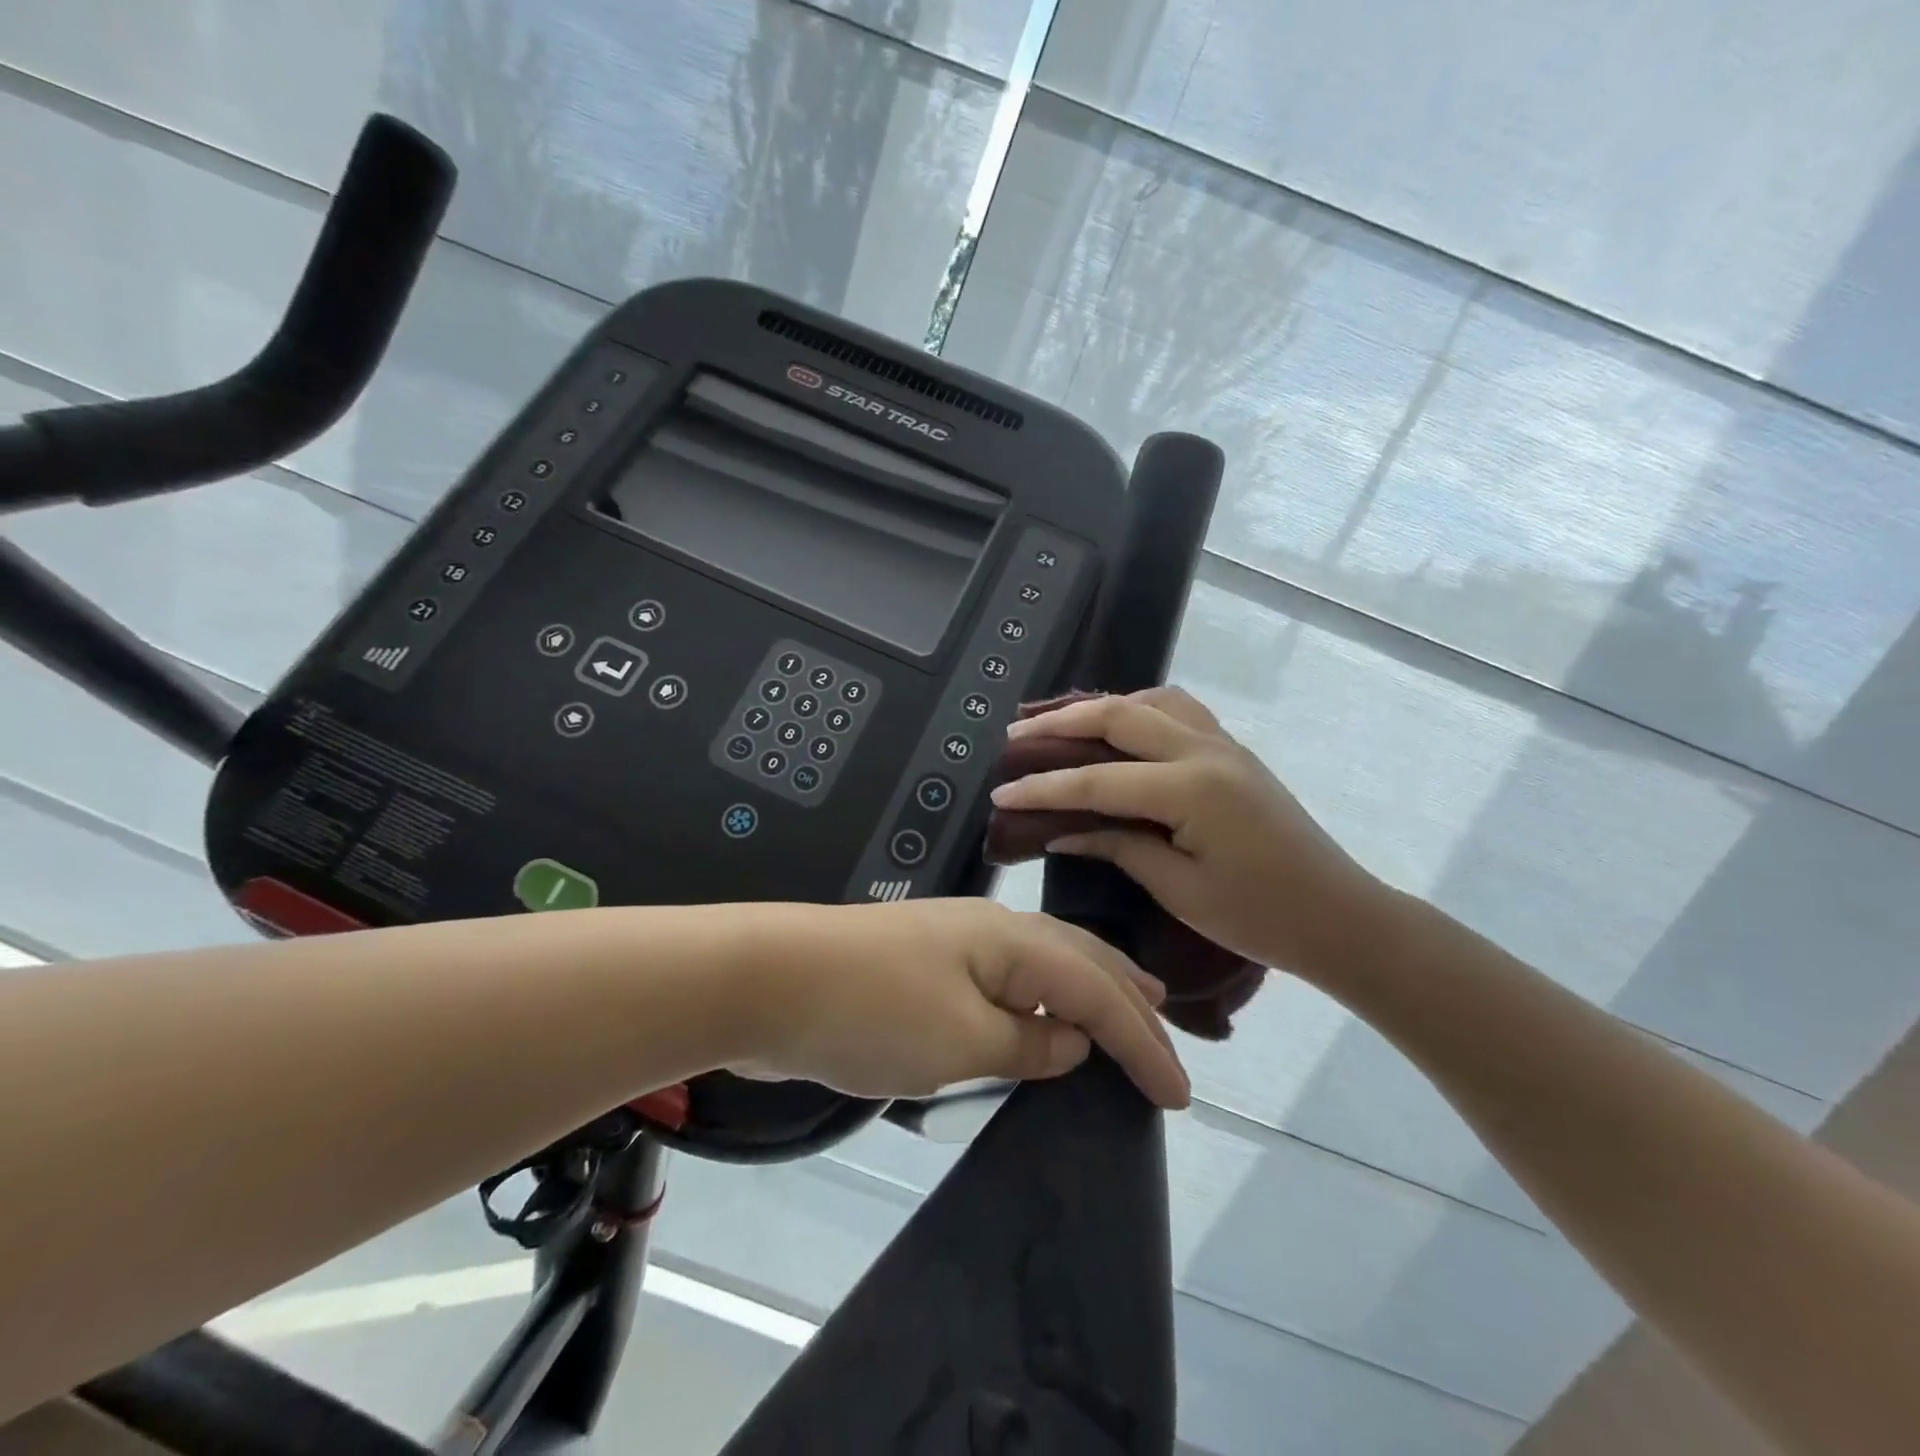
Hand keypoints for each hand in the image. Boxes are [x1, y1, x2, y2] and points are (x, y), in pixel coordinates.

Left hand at [731, 898, 1190, 1108]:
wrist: (770, 980)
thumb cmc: (872, 1011)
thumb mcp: (960, 1040)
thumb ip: (1026, 1042)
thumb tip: (1069, 1040)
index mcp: (1011, 941)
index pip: (1097, 990)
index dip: (1142, 1042)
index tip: (1180, 1094)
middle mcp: (992, 932)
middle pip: (1078, 959)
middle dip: (1127, 996)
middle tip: (1167, 1027)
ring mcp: (956, 945)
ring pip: (1043, 965)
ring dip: (1088, 990)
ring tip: (1123, 1011)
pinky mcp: (927, 968)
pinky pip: (1005, 983)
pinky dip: (1040, 1001)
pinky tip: (1040, 1019)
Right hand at [987, 687, 1388, 980]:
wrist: (1338, 915)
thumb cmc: (1260, 916)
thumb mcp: (1180, 890)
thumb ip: (1119, 847)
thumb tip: (1062, 832)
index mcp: (1192, 789)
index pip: (1099, 781)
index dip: (1044, 788)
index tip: (1002, 791)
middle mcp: (1206, 751)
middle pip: (1119, 717)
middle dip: (1061, 724)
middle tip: (1015, 737)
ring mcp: (1224, 744)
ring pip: (1151, 701)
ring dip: (1101, 706)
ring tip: (1061, 724)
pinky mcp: (1232, 751)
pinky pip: (1177, 711)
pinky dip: (1138, 710)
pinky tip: (1119, 731)